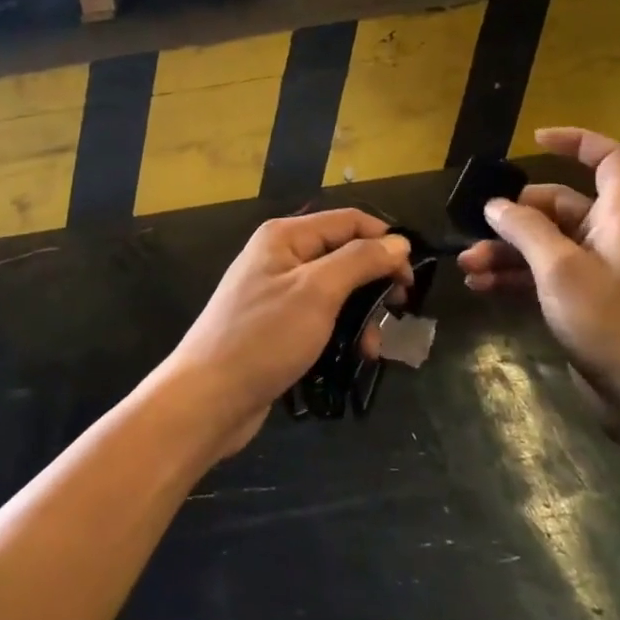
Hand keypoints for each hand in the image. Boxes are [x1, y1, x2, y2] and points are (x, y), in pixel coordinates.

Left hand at [162, 209, 411, 457]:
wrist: (207, 398)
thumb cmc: (264, 337)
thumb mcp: (317, 292)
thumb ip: (360, 261)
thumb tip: (398, 241)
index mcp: (285, 236)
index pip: (348, 221)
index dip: (384, 240)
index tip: (412, 275)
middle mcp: (280, 256)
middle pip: (343, 254)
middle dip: (374, 281)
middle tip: (399, 309)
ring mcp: (276, 292)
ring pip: (335, 290)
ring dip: (361, 313)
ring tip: (373, 346)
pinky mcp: (276, 326)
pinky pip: (320, 317)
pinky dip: (341, 331)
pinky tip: (355, 355)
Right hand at [458, 127, 619, 438]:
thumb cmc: (613, 323)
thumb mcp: (561, 269)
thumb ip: (526, 229)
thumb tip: (496, 204)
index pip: (608, 158)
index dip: (575, 141)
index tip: (533, 141)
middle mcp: (612, 236)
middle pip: (560, 204)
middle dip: (516, 214)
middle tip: (479, 228)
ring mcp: (600, 271)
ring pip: (546, 242)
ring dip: (506, 250)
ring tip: (467, 265)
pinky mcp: (586, 301)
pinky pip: (545, 274)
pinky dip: (515, 276)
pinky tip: (480, 287)